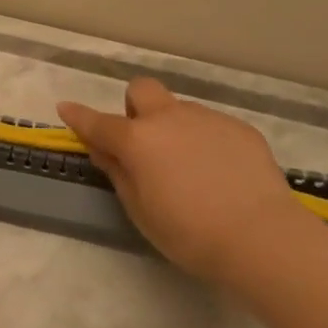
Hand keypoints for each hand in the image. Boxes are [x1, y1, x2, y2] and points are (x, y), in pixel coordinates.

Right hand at [58, 78, 311, 285]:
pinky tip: (222, 175)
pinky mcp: (239, 128)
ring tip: (192, 170)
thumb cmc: (190, 233)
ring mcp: (207, 118)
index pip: (98, 122)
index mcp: (138, 140)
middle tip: (144, 143)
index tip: (65, 108)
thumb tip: (104, 150)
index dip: (78, 116)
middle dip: (135, 107)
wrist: (262, 237)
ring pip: (179, 110)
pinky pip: (211, 126)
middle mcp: (169, 118)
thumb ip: (118, 174)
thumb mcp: (141, 211)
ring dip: (174, 129)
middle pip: (142, 90)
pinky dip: (205, 142)